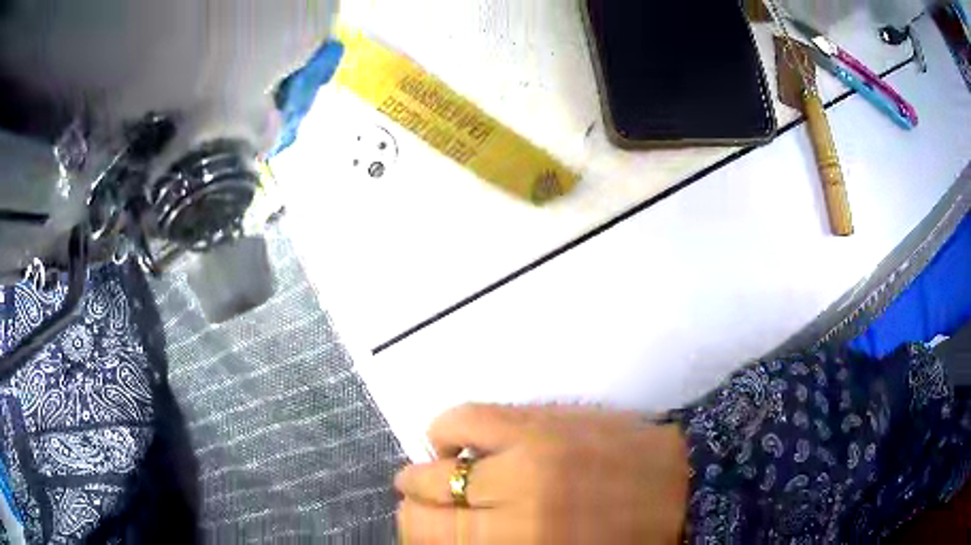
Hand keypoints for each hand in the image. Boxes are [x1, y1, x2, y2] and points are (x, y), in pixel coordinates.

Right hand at [394, 404, 688, 543]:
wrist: (681, 487)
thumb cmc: (619, 540)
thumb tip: (449, 533)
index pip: (423, 536)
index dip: (415, 532)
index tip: (425, 530)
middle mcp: (511, 503)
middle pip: (421, 505)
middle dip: (417, 507)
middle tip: (431, 508)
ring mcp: (526, 455)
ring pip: (435, 462)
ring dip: (428, 471)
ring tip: (445, 472)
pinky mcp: (542, 419)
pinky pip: (466, 417)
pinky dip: (449, 431)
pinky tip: (463, 442)